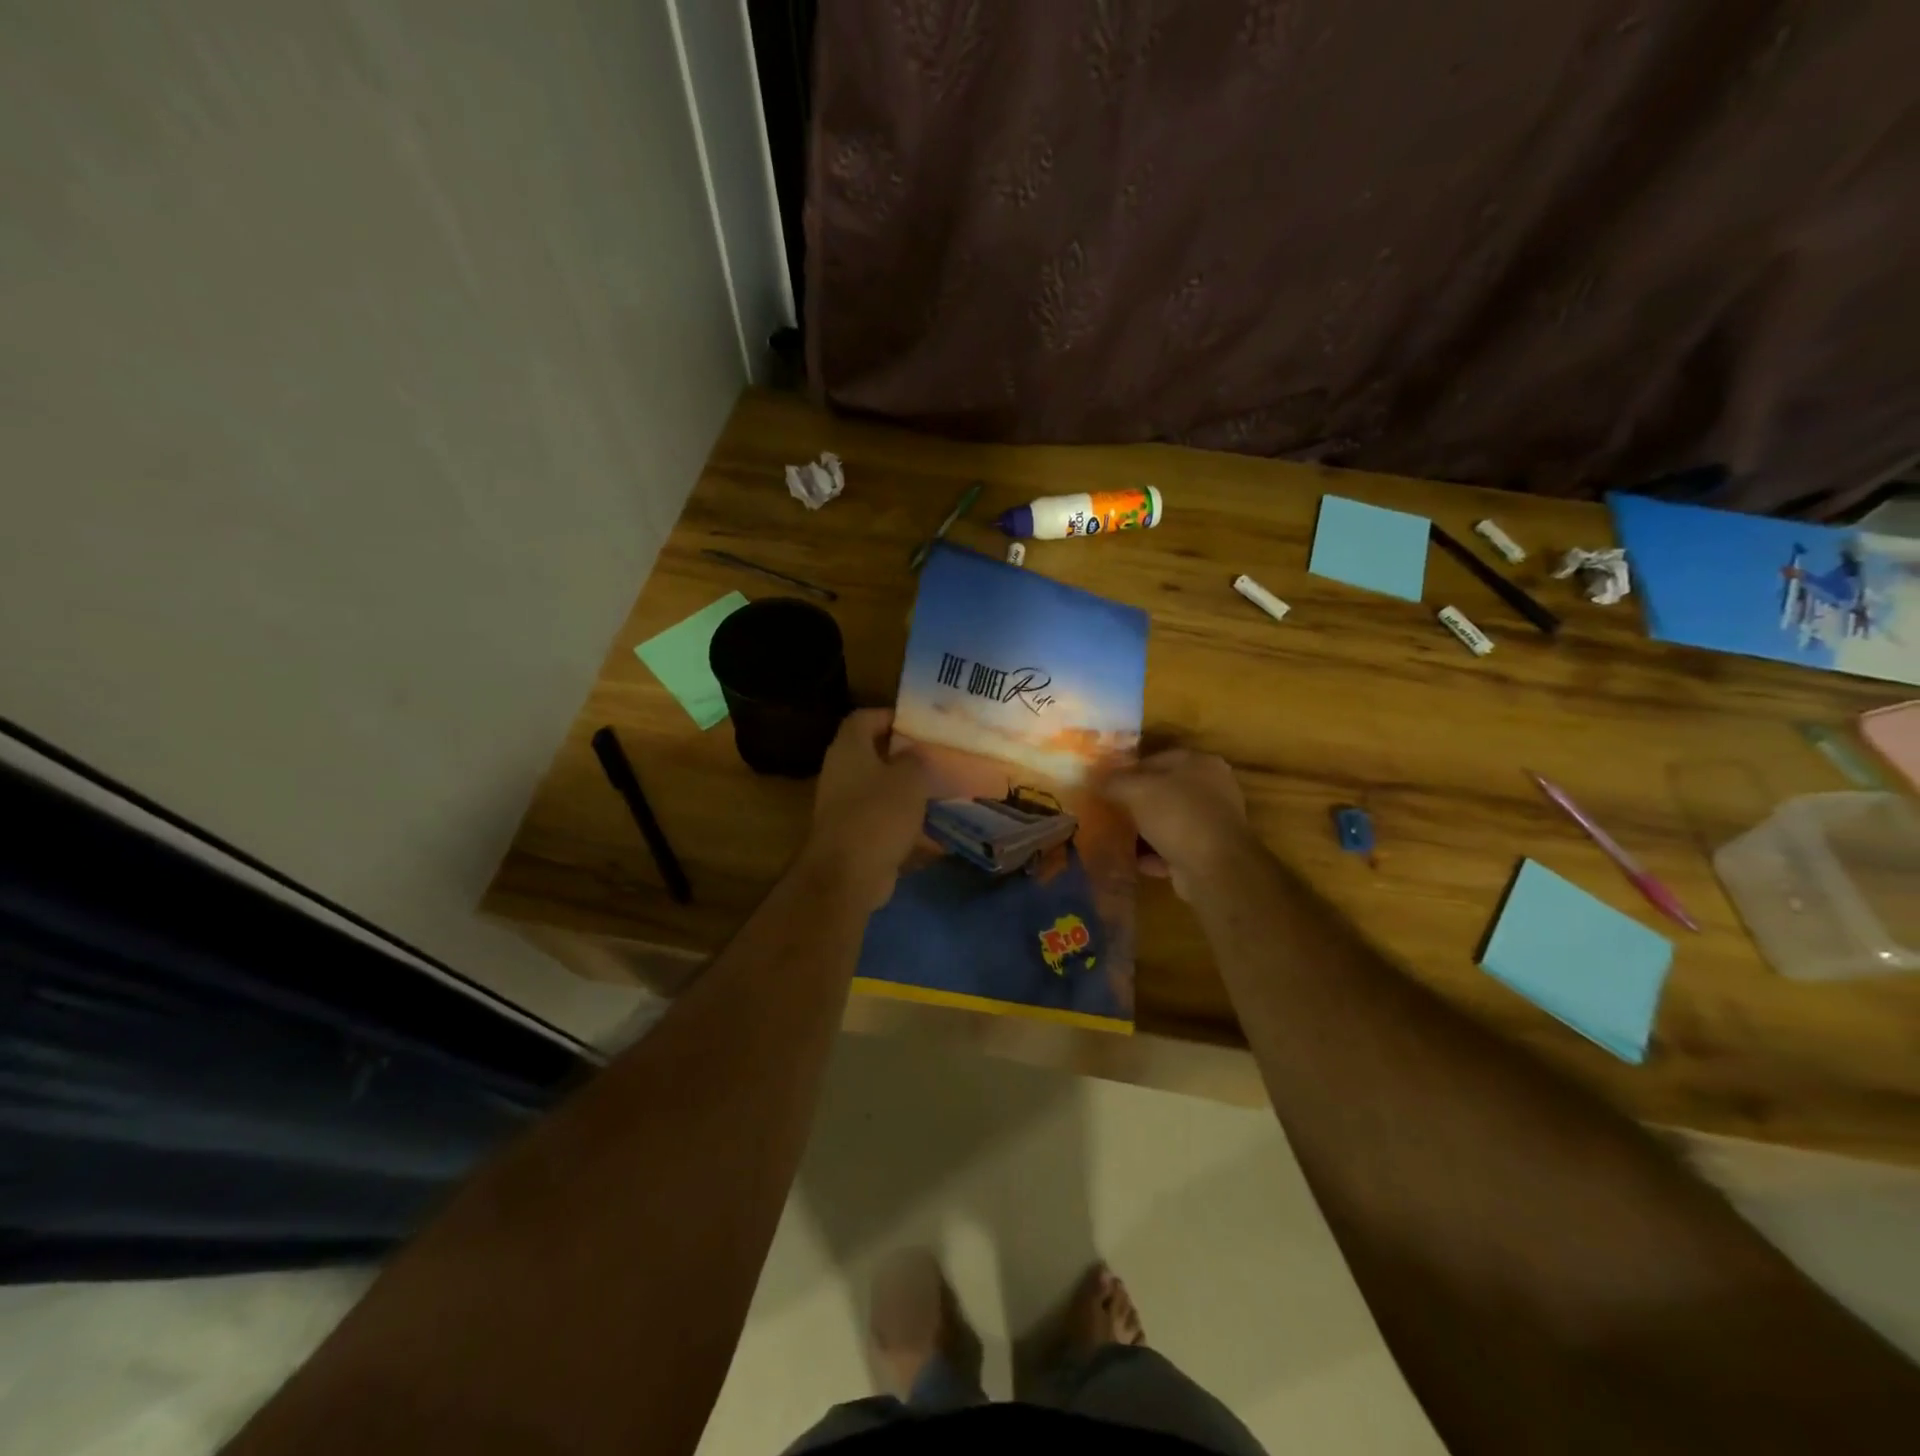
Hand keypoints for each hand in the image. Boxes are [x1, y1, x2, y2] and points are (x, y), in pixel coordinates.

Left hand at [798, 709, 930, 912]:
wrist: (848, 875)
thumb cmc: (878, 814)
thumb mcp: (909, 778)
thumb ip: (915, 759)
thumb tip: (914, 753)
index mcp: (849, 749)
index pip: (865, 718)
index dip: (891, 715)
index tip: (919, 723)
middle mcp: (841, 772)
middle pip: (873, 754)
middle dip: (904, 756)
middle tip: (935, 756)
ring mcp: (844, 806)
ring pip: (880, 789)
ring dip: (907, 791)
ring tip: (941, 791)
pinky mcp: (853, 835)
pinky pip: (883, 821)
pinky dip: (905, 824)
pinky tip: (935, 833)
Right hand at [1098, 749, 1257, 900]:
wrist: (1214, 867)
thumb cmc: (1177, 815)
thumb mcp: (1137, 790)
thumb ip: (1113, 782)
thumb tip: (1093, 779)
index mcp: (1200, 764)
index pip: (1157, 759)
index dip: (1129, 771)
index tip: (1106, 785)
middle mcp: (1212, 789)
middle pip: (1164, 791)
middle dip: (1137, 802)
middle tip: (1110, 810)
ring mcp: (1212, 823)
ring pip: (1169, 821)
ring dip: (1145, 830)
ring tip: (1118, 836)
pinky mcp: (1209, 853)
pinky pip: (1174, 848)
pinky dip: (1155, 854)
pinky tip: (1134, 860)